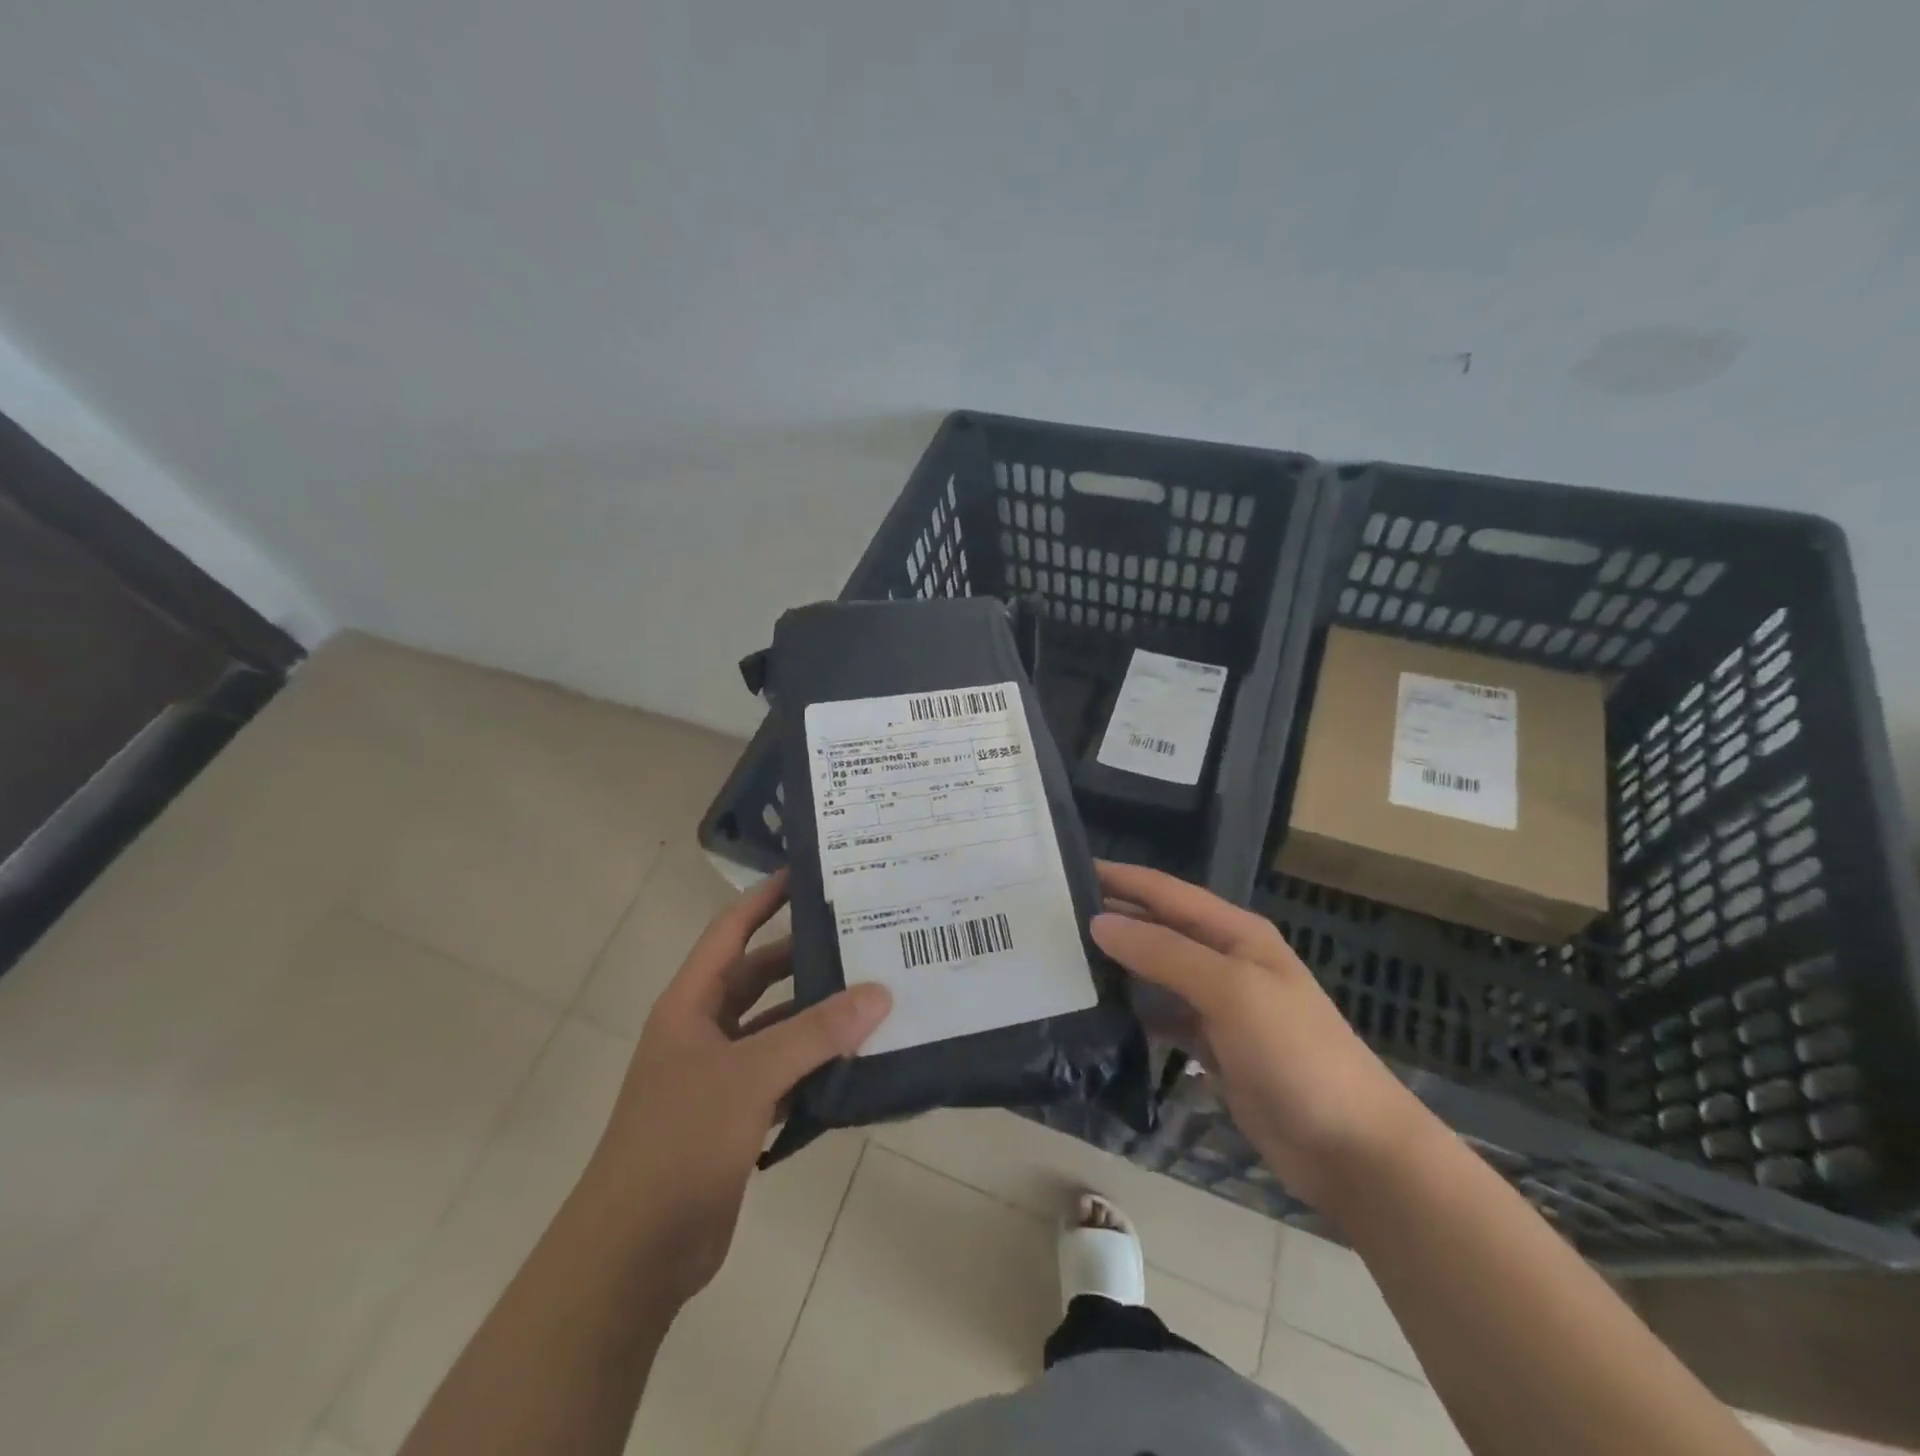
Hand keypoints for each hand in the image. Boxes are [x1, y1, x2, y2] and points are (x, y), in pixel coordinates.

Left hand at [586, 871, 890, 1302]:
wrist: (635, 1252)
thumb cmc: (680, 1142)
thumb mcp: (750, 1075)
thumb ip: (816, 1032)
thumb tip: (878, 993)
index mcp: (690, 1005)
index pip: (730, 932)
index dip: (765, 898)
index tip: (809, 874)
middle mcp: (703, 1031)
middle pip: (759, 977)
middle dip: (804, 957)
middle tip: (861, 936)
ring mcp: (719, 1077)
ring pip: (776, 1029)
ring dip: (816, 1016)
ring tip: (873, 994)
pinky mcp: (735, 1118)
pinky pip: (783, 1075)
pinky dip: (815, 1066)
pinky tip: (857, 1062)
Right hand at [1092, 861, 1430, 1210]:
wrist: (1352, 1150)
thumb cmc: (1296, 1054)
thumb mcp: (1232, 991)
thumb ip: (1165, 953)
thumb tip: (1100, 923)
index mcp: (1235, 933)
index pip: (1166, 892)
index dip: (1119, 878)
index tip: (1066, 871)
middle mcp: (1224, 961)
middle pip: (1158, 929)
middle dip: (1112, 920)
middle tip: (1051, 919)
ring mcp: (1218, 1006)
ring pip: (1156, 973)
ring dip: (1117, 966)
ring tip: (1062, 961)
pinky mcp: (1213, 1048)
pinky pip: (1162, 1017)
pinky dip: (1133, 1013)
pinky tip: (1098, 1014)